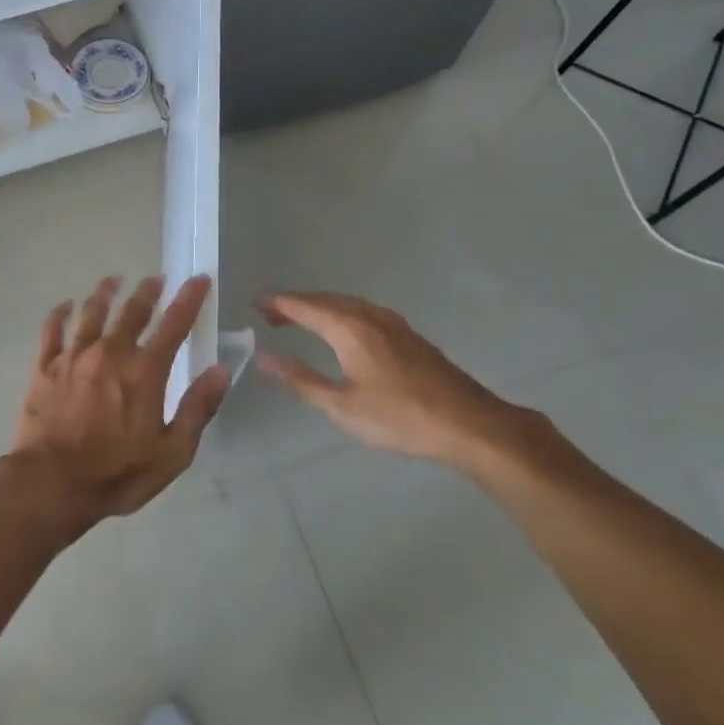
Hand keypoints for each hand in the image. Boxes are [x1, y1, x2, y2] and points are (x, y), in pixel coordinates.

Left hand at [5, 274, 228, 533]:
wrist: (51, 483)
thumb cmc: (117, 473)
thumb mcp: (172, 452)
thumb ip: (197, 408)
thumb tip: (221, 370)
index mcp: (145, 371)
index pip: (174, 324)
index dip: (189, 299)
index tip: (198, 279)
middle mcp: (110, 352)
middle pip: (132, 311)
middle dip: (147, 291)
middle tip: (155, 278)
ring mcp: (74, 357)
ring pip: (91, 312)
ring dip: (105, 292)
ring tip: (113, 279)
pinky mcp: (45, 367)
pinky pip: (52, 330)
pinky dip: (59, 314)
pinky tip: (65, 305)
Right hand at [258, 291, 535, 466]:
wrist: (468, 424)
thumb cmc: (399, 418)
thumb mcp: (342, 406)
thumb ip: (301, 380)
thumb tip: (264, 358)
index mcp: (349, 329)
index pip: (304, 306)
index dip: (277, 303)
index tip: (254, 303)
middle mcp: (369, 316)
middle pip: (324, 300)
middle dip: (296, 304)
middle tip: (270, 315)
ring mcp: (393, 323)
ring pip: (346, 304)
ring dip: (319, 307)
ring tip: (300, 320)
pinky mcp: (408, 335)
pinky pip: (363, 311)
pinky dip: (341, 313)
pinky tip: (342, 331)